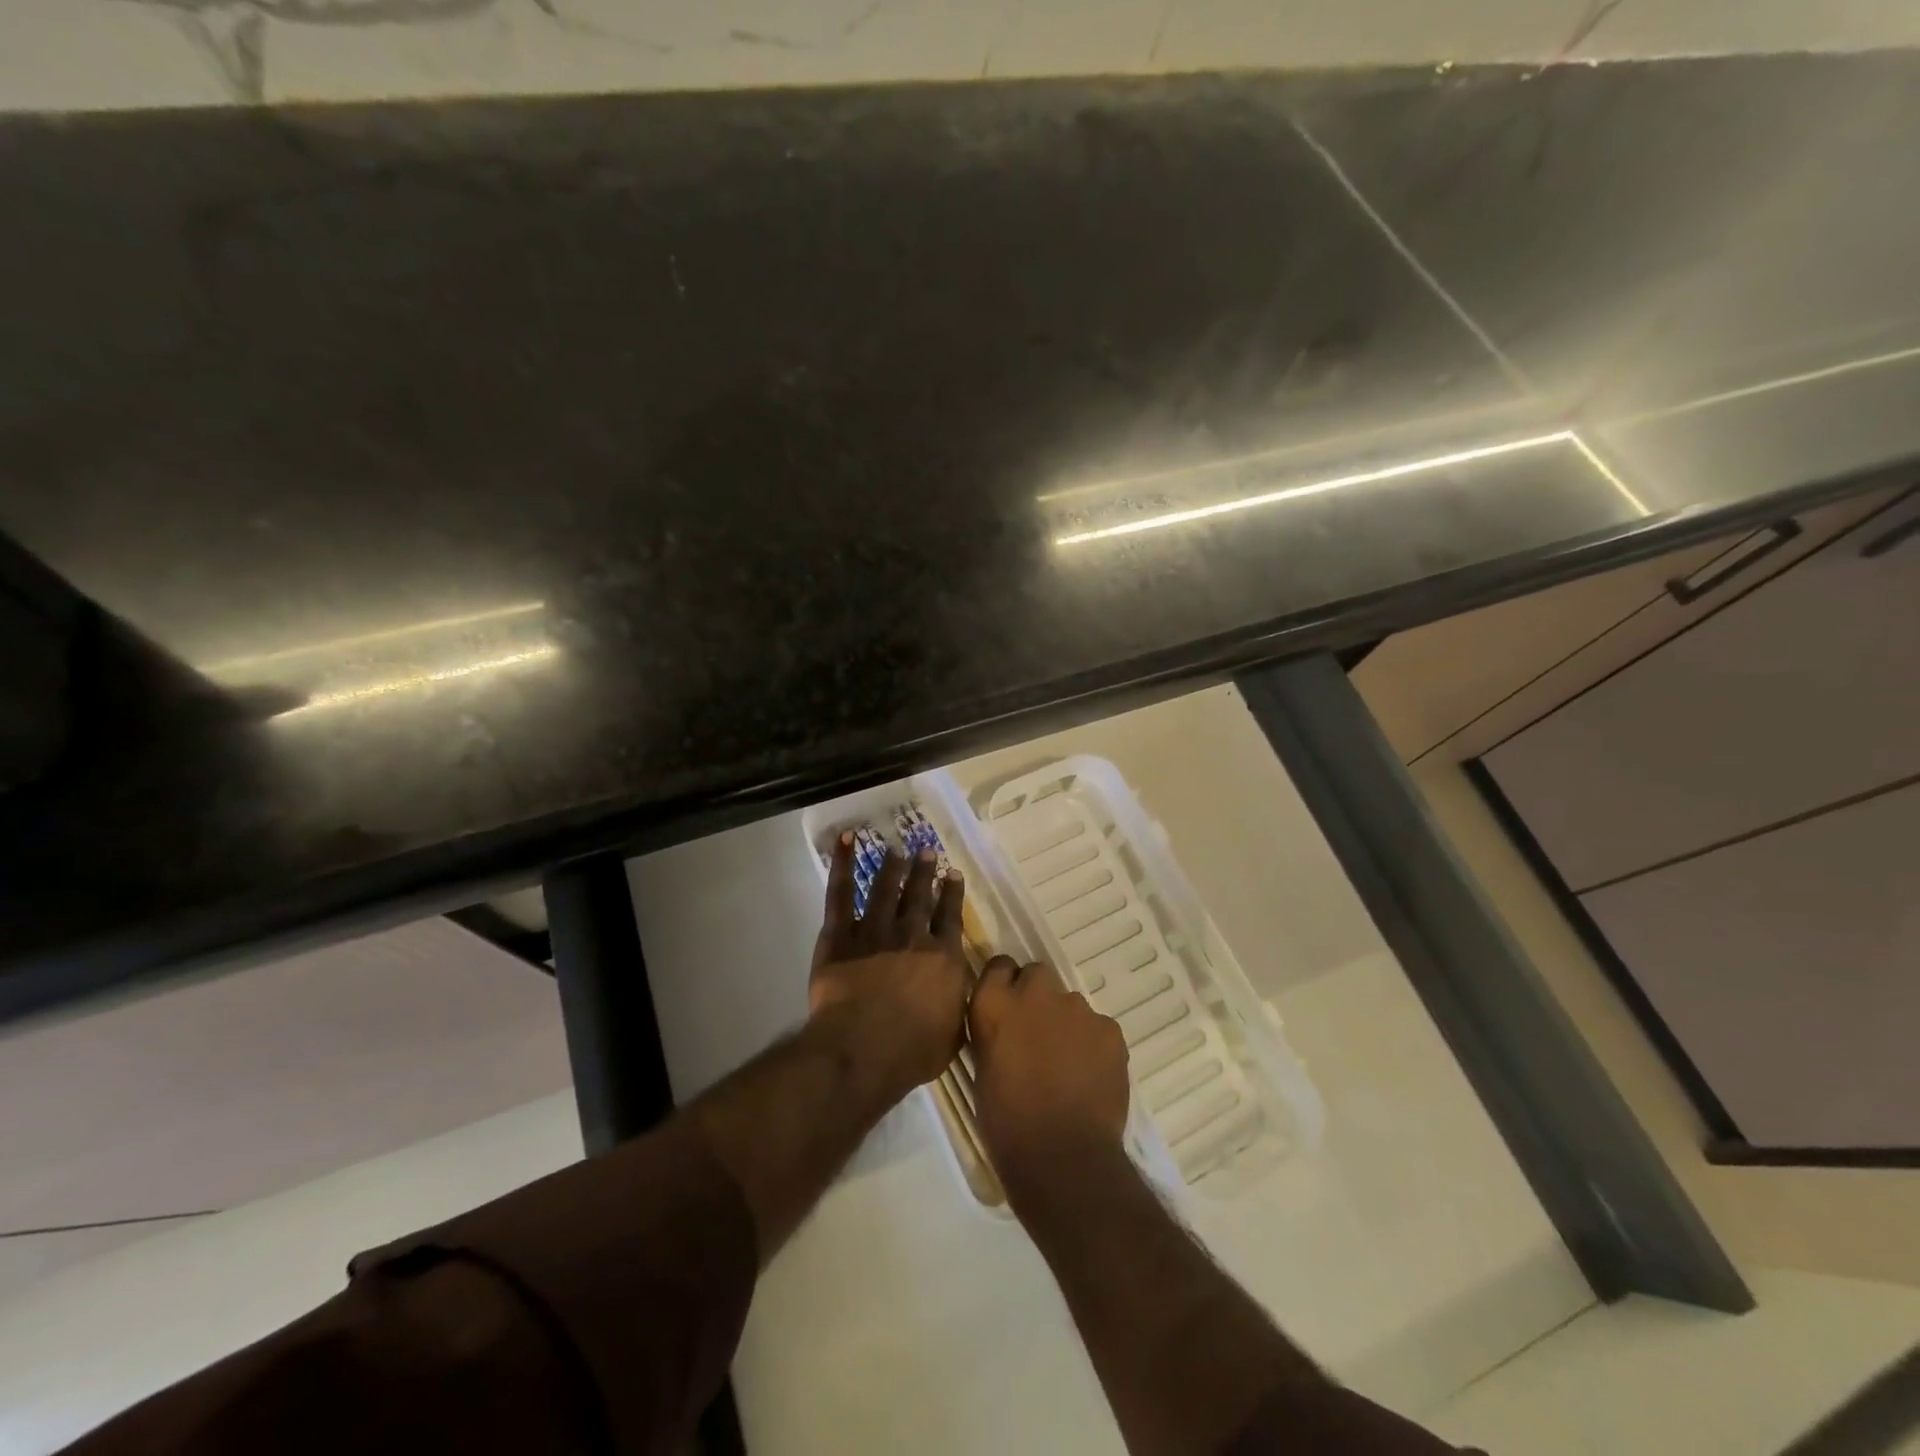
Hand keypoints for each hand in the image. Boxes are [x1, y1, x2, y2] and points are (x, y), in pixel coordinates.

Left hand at [809, 833, 971, 1098]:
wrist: (863, 1047)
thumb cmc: (912, 1050)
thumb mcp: (955, 1033)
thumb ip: (960, 1005)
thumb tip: (966, 989)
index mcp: (943, 957)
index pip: (950, 917)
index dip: (952, 893)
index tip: (952, 873)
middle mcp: (912, 935)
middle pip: (919, 897)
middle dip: (924, 873)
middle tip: (926, 851)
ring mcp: (875, 931)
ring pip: (885, 890)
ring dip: (892, 868)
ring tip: (896, 850)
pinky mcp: (840, 935)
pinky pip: (841, 894)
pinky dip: (842, 865)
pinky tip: (846, 842)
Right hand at [968, 956, 1130, 1199]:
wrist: (1062, 1156)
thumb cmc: (1006, 1122)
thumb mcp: (983, 1068)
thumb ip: (995, 1033)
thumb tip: (1007, 1028)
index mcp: (995, 1003)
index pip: (998, 966)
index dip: (1004, 983)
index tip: (1007, 1004)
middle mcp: (1034, 993)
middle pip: (1037, 975)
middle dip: (1037, 996)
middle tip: (1037, 1033)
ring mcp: (1076, 1008)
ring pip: (1071, 1003)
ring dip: (1066, 1023)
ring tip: (1067, 1063)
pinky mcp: (1109, 1029)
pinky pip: (1098, 1027)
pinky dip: (1094, 1044)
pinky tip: (1090, 1075)